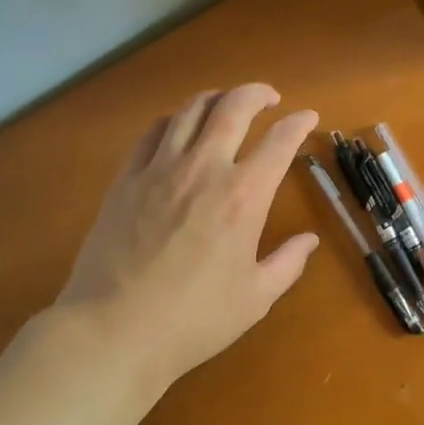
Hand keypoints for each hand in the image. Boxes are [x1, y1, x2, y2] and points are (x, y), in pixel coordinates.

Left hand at [51, 84, 319, 394]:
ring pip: (190, 110)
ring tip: (226, 104)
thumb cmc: (193, 320)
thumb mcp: (255, 298)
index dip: (299, 123)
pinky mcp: (126, 179)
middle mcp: (205, 169)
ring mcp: (160, 170)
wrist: (113, 331)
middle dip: (257, 93)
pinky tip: (178, 128)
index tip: (308, 117)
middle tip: (269, 98)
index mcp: (244, 197)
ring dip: (216, 98)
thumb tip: (309, 240)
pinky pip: (152, 132)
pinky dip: (173, 120)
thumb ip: (288, 263)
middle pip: (234, 107)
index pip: (280, 141)